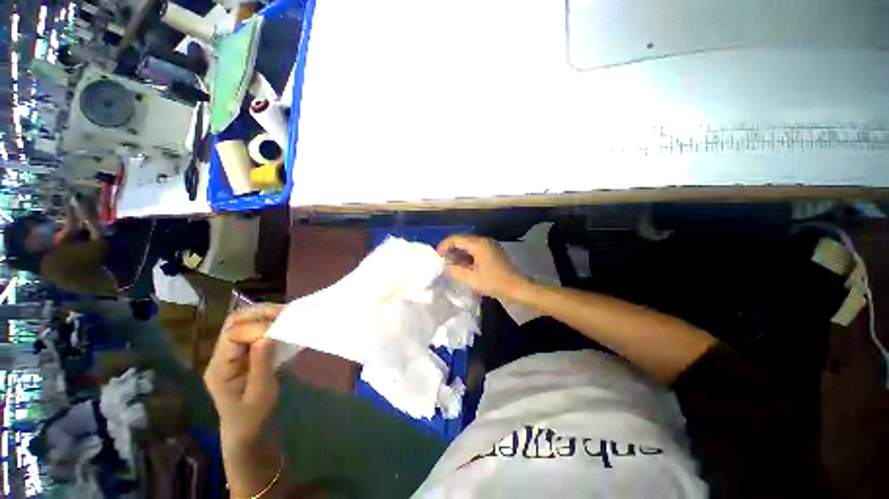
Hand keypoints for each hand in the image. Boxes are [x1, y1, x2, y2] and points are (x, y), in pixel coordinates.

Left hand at [204, 303, 284, 445]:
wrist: (246, 431)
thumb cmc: (253, 416)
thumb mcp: (261, 393)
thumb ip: (261, 364)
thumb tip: (267, 335)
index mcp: (219, 368)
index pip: (233, 335)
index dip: (257, 329)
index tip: (281, 331)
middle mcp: (220, 356)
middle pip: (234, 322)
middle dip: (261, 313)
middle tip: (287, 312)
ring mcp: (230, 353)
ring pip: (243, 321)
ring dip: (265, 314)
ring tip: (287, 314)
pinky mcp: (242, 353)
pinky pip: (252, 329)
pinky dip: (268, 322)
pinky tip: (282, 324)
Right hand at [437, 235, 529, 300]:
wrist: (517, 287)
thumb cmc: (494, 282)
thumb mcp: (472, 278)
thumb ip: (455, 270)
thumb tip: (445, 265)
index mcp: (478, 244)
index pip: (456, 239)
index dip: (444, 245)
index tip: (437, 256)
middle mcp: (484, 240)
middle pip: (462, 240)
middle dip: (451, 249)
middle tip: (442, 260)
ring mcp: (489, 245)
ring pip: (469, 245)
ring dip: (459, 253)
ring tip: (451, 265)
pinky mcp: (492, 251)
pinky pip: (476, 250)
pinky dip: (467, 256)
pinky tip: (463, 266)